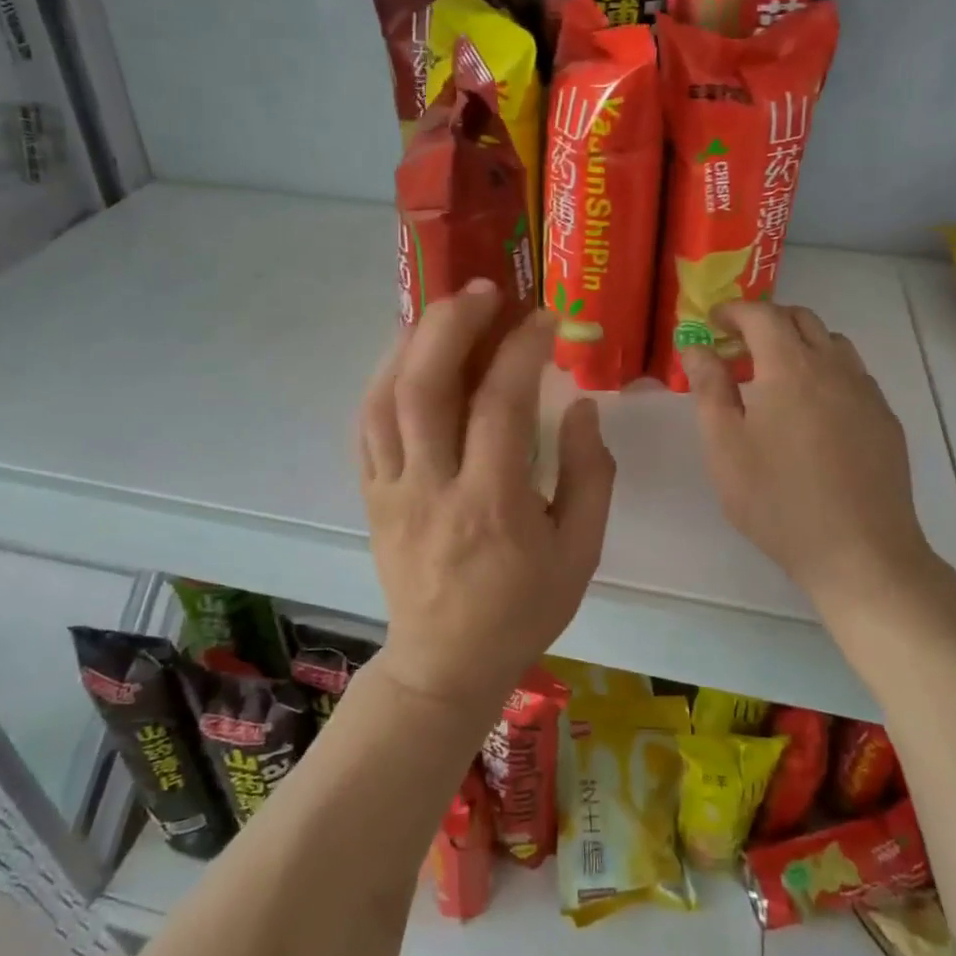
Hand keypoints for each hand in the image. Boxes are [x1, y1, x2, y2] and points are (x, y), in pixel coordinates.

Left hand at [358, 281, 616, 718]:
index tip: (544, 318)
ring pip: (384, 400)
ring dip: (410, 343)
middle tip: (483, 291)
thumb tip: (580, 406)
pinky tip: (406, 358)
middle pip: (426, 387)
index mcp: (493, 505)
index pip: (502, 404)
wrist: (446, 664)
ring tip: (440, 312)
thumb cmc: (523, 610)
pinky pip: (366, 428)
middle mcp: (434, 488)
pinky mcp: (371, 497)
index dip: (522, 348)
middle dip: (453, 324)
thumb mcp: (580, 553)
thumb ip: (589, 476)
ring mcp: (393, 491)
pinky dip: (383, 381)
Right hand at [683, 300, 939, 607]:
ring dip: (799, 343)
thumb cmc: (778, 501)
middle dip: (766, 321)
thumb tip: (697, 348)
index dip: (733, 311)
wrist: (860, 552)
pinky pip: (853, 374)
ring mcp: (866, 393)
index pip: (762, 315)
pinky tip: (812, 410)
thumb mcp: (725, 447)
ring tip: (774, 376)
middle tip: (738, 347)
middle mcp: (834, 368)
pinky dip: (825, 371)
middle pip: (802, 319)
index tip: (712, 323)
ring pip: (832, 344)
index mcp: (790, 368)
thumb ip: (710, 389)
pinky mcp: (885, 420)